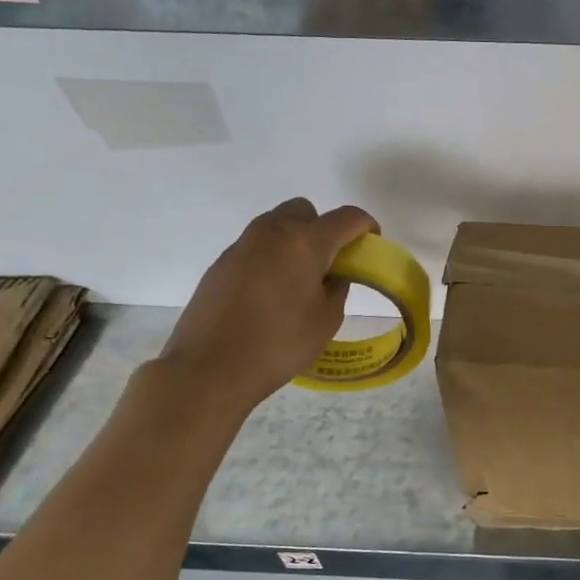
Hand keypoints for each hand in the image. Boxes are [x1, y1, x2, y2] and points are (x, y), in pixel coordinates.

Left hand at [153, 198, 377, 416]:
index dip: (366, 226)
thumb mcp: (327, 319)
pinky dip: (271, 258)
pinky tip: (269, 295)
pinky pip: (256, 247)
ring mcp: (242, 245)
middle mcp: (272, 232)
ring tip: (299, 279)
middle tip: (329, 263)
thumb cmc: (279, 344)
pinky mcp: (221, 263)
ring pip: (277, 226)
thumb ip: (338, 287)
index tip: (370, 246)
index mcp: (306, 242)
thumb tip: (333, 274)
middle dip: (324, 228)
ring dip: (295, 241)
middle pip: (306, 211)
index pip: (347, 217)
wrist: (209, 368)